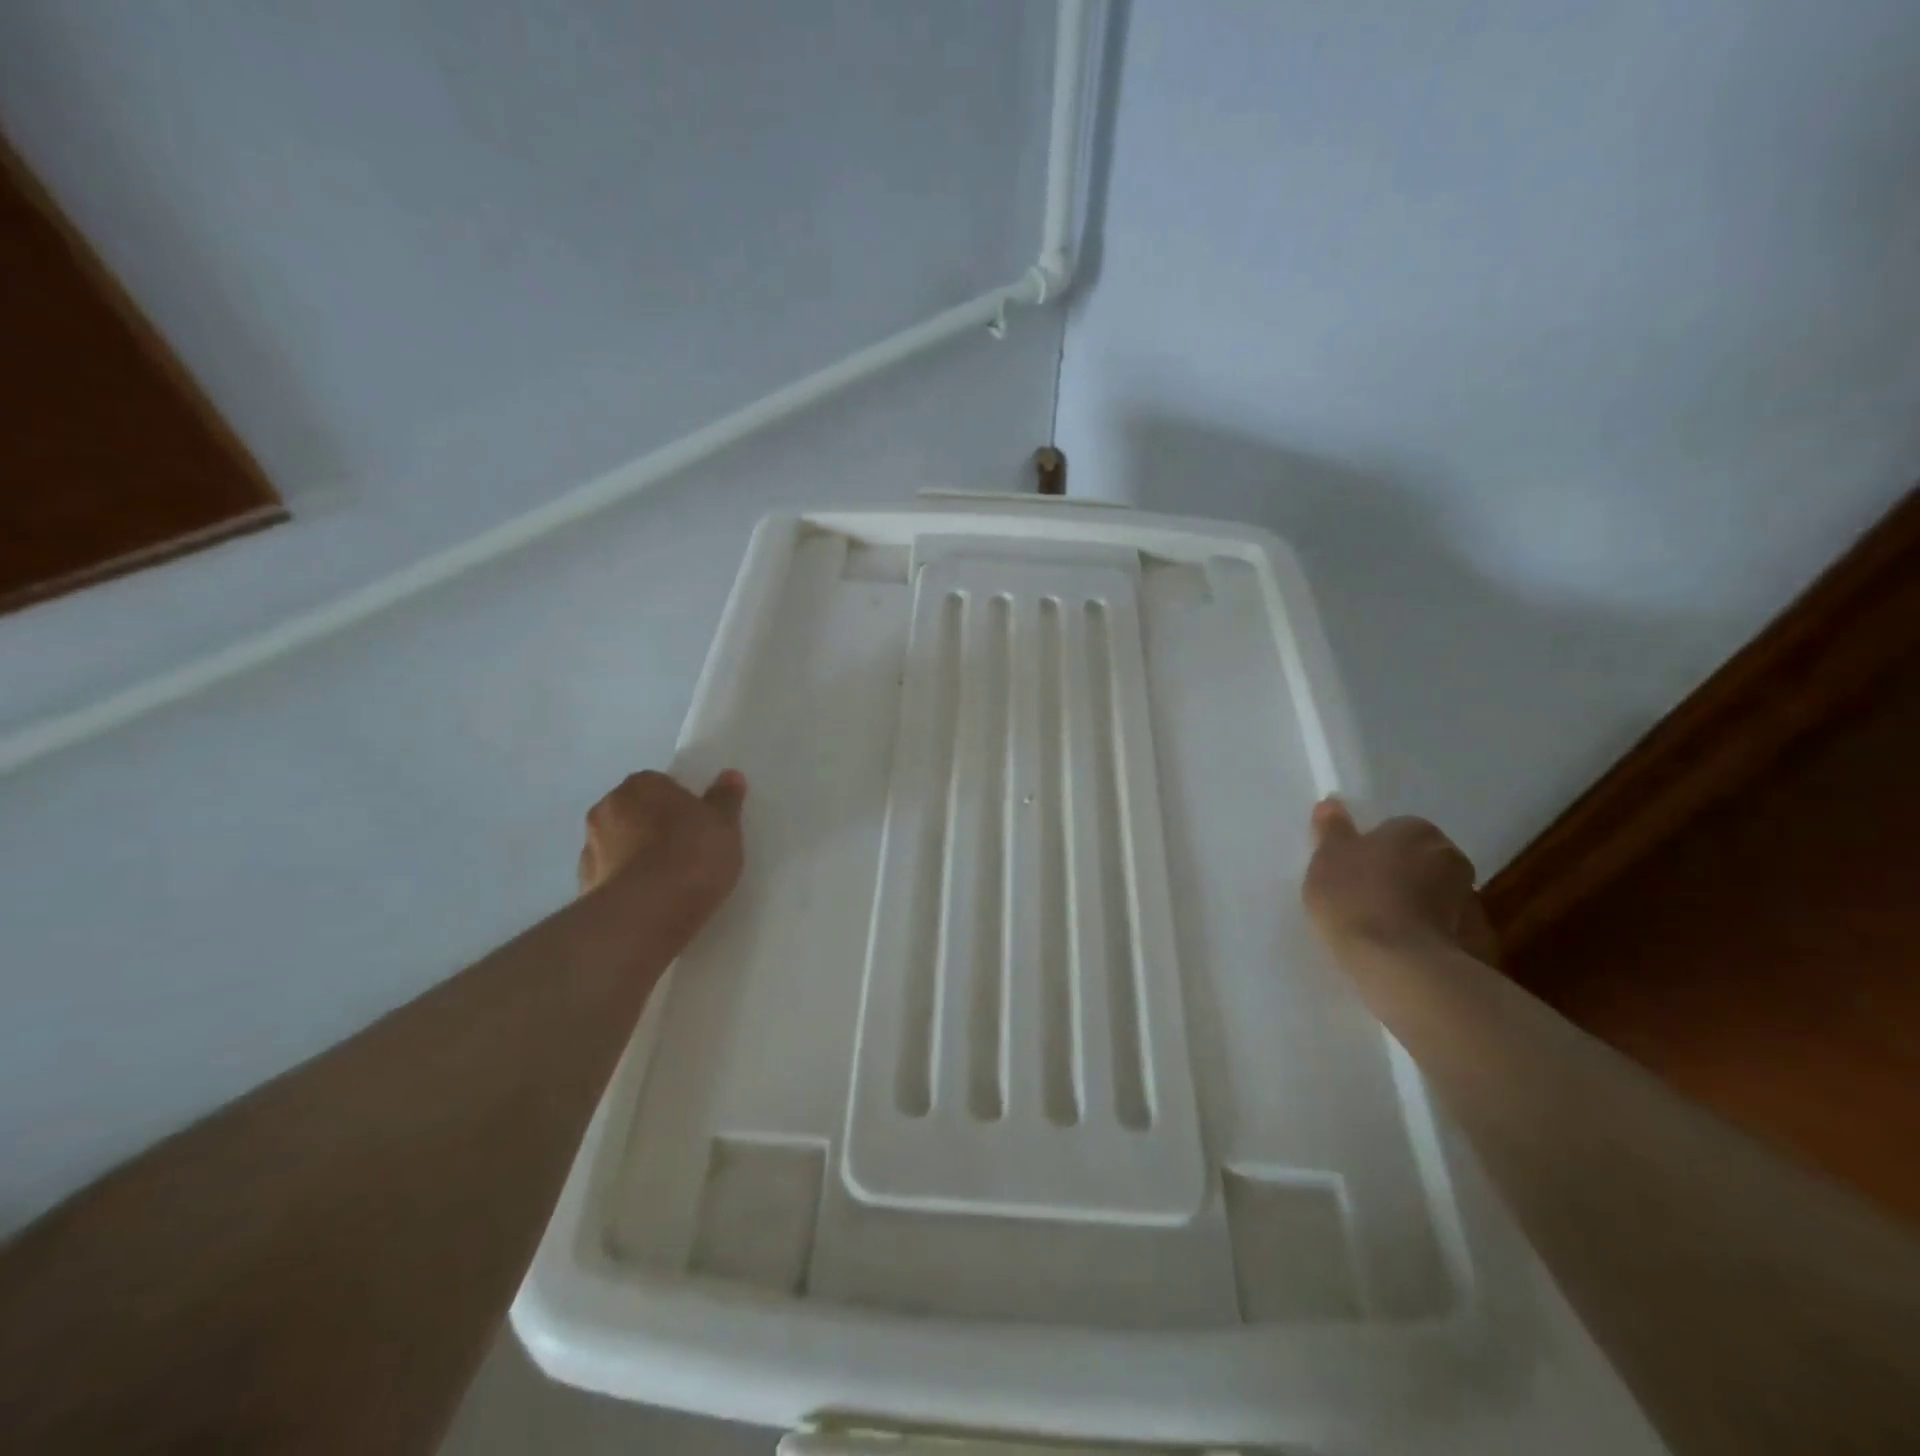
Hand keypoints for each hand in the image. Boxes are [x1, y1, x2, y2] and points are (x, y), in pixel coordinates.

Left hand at [577, 770, 747, 924]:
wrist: (646, 913)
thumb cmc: (691, 855)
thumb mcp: (724, 825)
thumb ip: (725, 799)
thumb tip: (730, 776)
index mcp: (641, 784)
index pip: (662, 785)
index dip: (682, 805)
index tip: (700, 826)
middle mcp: (607, 808)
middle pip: (637, 812)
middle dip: (655, 826)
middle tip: (687, 850)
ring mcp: (590, 847)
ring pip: (620, 844)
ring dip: (637, 855)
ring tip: (670, 882)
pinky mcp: (583, 885)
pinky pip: (612, 876)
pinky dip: (628, 883)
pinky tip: (651, 901)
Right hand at [1302, 798, 1497, 966]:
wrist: (1401, 965)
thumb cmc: (1355, 898)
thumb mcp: (1327, 858)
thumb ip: (1331, 829)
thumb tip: (1333, 803)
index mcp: (1416, 831)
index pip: (1394, 830)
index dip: (1370, 850)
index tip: (1351, 871)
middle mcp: (1451, 857)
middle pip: (1420, 861)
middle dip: (1400, 875)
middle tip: (1364, 898)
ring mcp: (1471, 901)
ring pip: (1437, 896)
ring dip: (1418, 907)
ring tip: (1383, 932)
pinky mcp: (1478, 943)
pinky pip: (1448, 931)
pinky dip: (1431, 937)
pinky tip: (1404, 953)